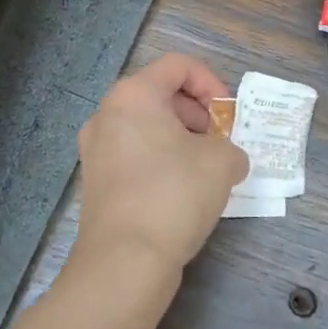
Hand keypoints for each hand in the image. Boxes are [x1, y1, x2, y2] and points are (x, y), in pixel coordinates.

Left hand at [75, 53, 249, 275]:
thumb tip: (227, 159)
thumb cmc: (174, 195)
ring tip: (207, 169)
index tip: (228, 116)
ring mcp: (96, 150)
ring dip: (182, 139)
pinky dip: (163, 161)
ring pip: (148, 127)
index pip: (179, 66)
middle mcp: (107, 115)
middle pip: (161, 94)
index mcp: (133, 96)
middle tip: (221, 142)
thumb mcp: (222, 162)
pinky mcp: (97, 182)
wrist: (125, 262)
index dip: (212, 83)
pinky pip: (136, 154)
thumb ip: (232, 148)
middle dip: (198, 113)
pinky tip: (184, 191)